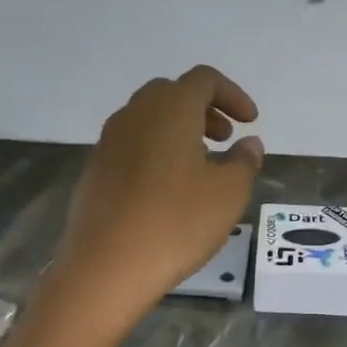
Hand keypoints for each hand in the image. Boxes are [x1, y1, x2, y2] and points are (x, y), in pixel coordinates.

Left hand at [52, 65, 263, 324]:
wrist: (106, 267)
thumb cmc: (176, 223)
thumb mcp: (228, 194)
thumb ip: (244, 162)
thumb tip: (249, 145)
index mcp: (170, 108)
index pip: (204, 79)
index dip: (232, 95)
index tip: (250, 122)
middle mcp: (135, 114)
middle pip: (172, 93)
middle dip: (204, 109)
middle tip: (224, 139)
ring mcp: (109, 141)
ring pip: (149, 118)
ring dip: (178, 129)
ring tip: (199, 165)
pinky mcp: (95, 169)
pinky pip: (132, 145)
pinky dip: (155, 150)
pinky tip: (167, 189)